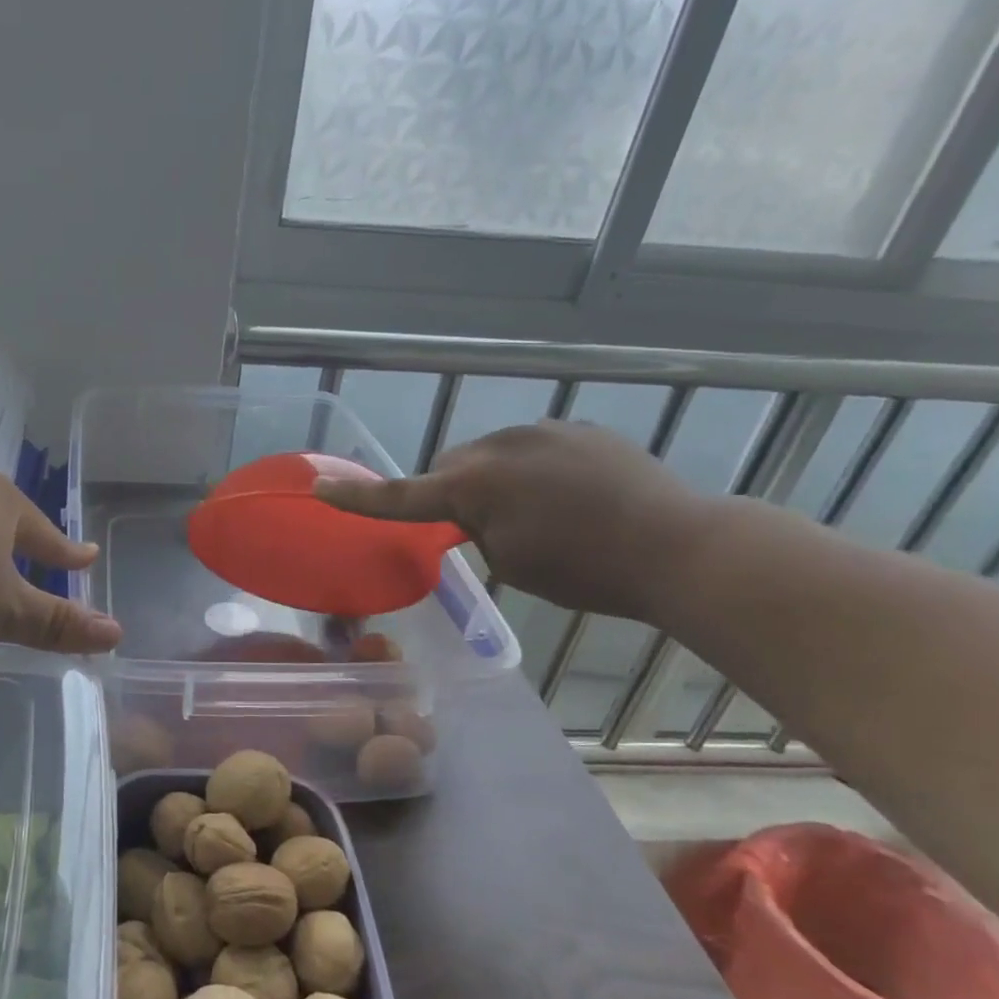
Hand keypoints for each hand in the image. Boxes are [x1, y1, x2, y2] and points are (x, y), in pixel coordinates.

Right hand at [312, 421, 709, 620]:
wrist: (679, 546)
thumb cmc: (586, 569)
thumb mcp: (513, 562)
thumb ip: (478, 530)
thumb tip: (479, 513)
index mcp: (477, 483)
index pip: (402, 496)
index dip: (359, 498)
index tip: (319, 490)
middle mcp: (502, 444)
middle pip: (451, 467)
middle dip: (454, 493)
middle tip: (482, 531)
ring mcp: (545, 430)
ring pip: (491, 455)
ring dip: (495, 480)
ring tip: (538, 515)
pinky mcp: (580, 429)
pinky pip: (532, 448)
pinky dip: (533, 471)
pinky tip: (569, 497)